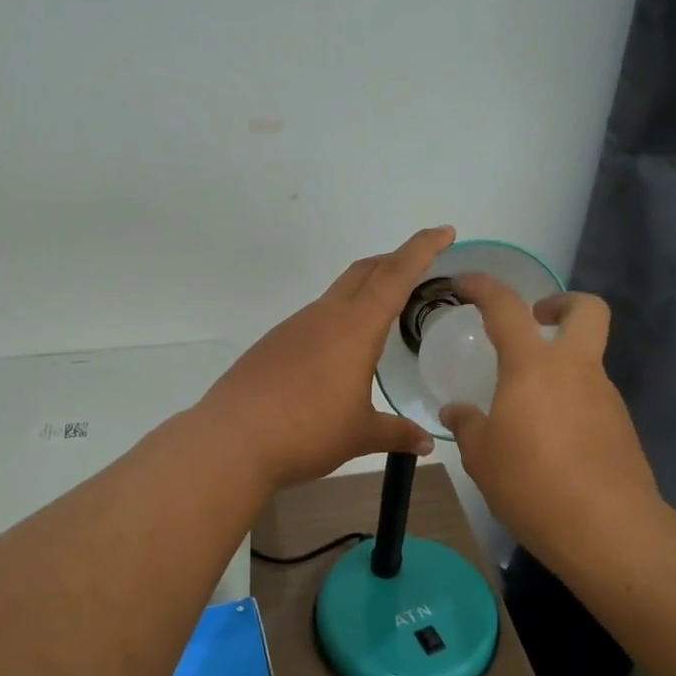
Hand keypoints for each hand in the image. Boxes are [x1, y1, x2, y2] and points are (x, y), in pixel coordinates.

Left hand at [199, 227, 453, 489]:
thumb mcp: (360, 435)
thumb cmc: (306, 432)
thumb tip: (426, 444)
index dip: (422, 248)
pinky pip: (315, 317)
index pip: (396, 275)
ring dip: (365, 289)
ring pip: (337, 293)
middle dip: (395, 260)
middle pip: (365, 271)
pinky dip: (339, 317)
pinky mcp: (274, 343)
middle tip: (420, 268)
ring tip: (384, 313)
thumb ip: (396, 434)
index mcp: (355, 328)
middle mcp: (325, 316)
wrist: (232, 440)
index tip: (444, 231)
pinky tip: (339, 351)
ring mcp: (295, 326)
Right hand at [440, 275, 660, 577]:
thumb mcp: (481, 457)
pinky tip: (550, 440)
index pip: (507, 307)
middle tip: (535, 320)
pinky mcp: (621, 427)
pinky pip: (592, 398)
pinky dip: (570, 402)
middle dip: (561, 303)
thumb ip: (468, 425)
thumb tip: (456, 410)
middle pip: (587, 310)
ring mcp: (605, 397)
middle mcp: (576, 370)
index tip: (464, 283)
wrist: (607, 530)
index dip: (484, 287)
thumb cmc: (532, 484)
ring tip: (526, 406)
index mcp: (533, 367)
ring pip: (588, 359)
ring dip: (561, 365)